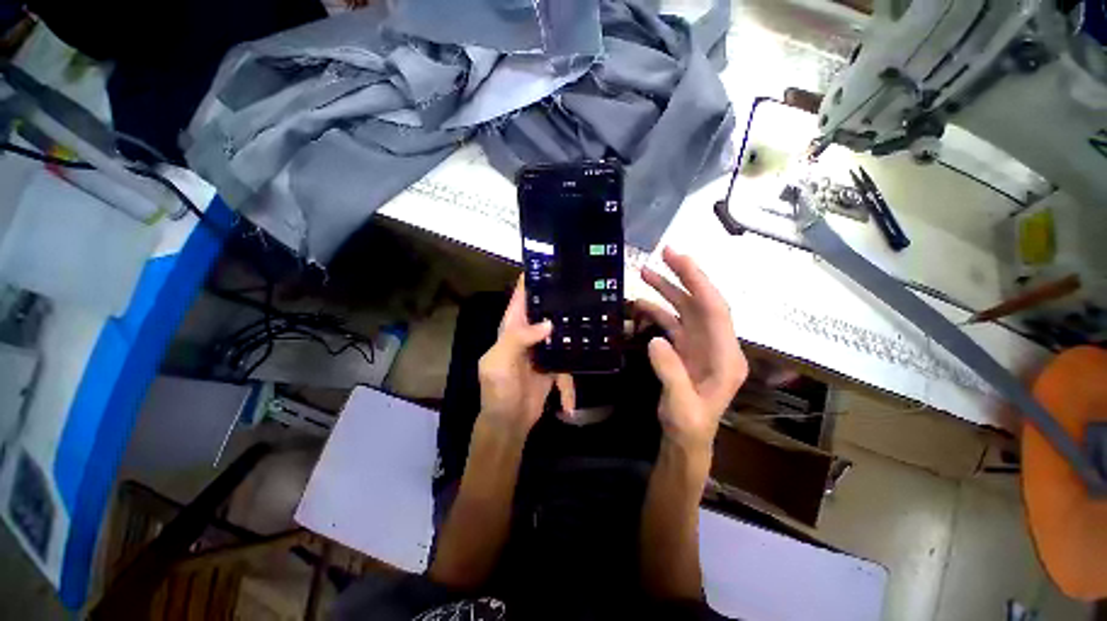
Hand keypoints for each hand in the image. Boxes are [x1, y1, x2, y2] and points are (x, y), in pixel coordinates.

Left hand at [477, 276, 574, 437]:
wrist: (509, 422)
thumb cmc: (498, 390)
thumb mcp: (499, 362)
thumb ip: (518, 338)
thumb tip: (549, 323)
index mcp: (511, 328)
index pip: (520, 297)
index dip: (531, 280)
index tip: (549, 264)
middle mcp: (527, 334)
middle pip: (544, 310)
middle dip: (558, 300)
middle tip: (579, 286)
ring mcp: (543, 349)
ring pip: (560, 331)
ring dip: (572, 328)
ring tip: (593, 316)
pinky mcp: (554, 365)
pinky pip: (568, 362)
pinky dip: (570, 380)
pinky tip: (574, 395)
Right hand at [638, 248, 747, 452]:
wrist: (685, 440)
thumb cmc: (689, 427)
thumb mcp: (682, 407)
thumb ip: (671, 373)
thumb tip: (656, 339)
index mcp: (726, 356)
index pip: (715, 309)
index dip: (698, 281)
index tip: (678, 258)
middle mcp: (717, 345)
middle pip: (701, 302)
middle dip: (684, 276)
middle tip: (664, 254)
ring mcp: (700, 346)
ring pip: (685, 309)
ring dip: (667, 291)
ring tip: (645, 273)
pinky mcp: (685, 349)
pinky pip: (672, 323)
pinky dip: (657, 311)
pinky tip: (640, 305)